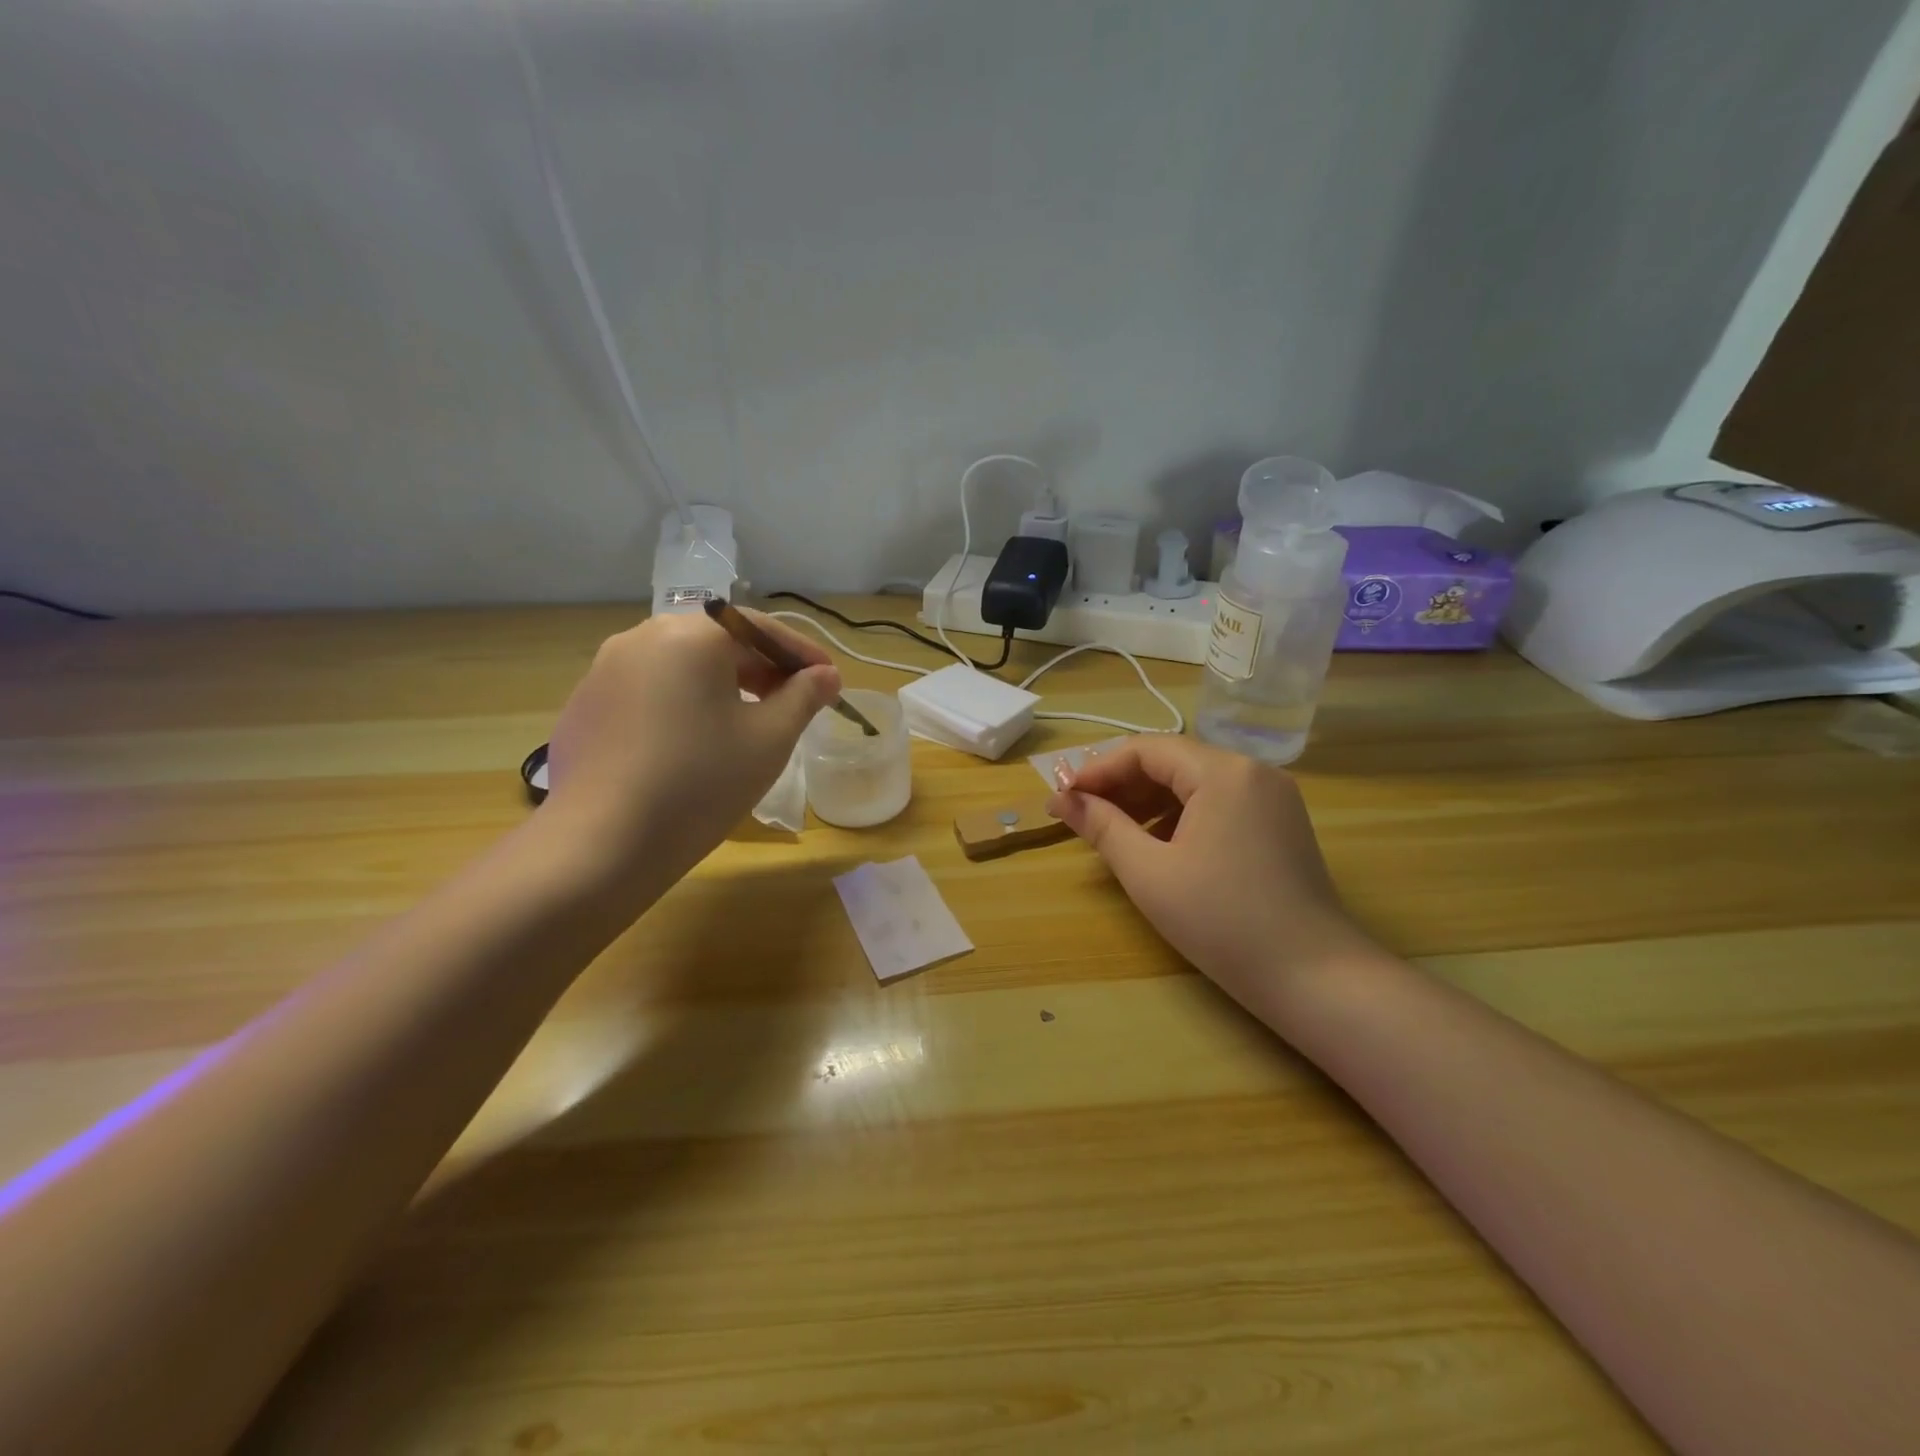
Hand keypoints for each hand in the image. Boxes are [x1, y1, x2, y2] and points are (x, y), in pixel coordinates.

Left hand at [545, 608, 840, 897]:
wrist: (600, 845)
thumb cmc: (700, 783)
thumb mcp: (769, 739)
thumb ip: (803, 697)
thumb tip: (825, 676)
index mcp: (691, 636)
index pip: (761, 629)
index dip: (802, 654)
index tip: (830, 681)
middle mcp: (642, 637)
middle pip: (718, 641)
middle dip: (763, 668)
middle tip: (795, 703)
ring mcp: (605, 670)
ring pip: (682, 665)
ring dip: (723, 684)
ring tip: (748, 722)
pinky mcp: (586, 705)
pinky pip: (650, 689)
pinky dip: (683, 702)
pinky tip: (694, 743)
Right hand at [1047, 736, 1376, 1019]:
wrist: (1315, 977)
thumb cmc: (1222, 922)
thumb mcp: (1149, 873)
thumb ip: (1102, 827)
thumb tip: (1063, 799)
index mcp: (1223, 772)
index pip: (1146, 750)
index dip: (1097, 770)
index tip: (1062, 798)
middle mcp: (1252, 771)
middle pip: (1172, 761)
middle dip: (1121, 785)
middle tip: (1080, 814)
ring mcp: (1272, 796)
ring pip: (1195, 782)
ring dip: (1149, 800)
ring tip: (1112, 831)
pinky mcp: (1280, 823)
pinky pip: (1219, 802)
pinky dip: (1181, 815)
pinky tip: (1159, 845)